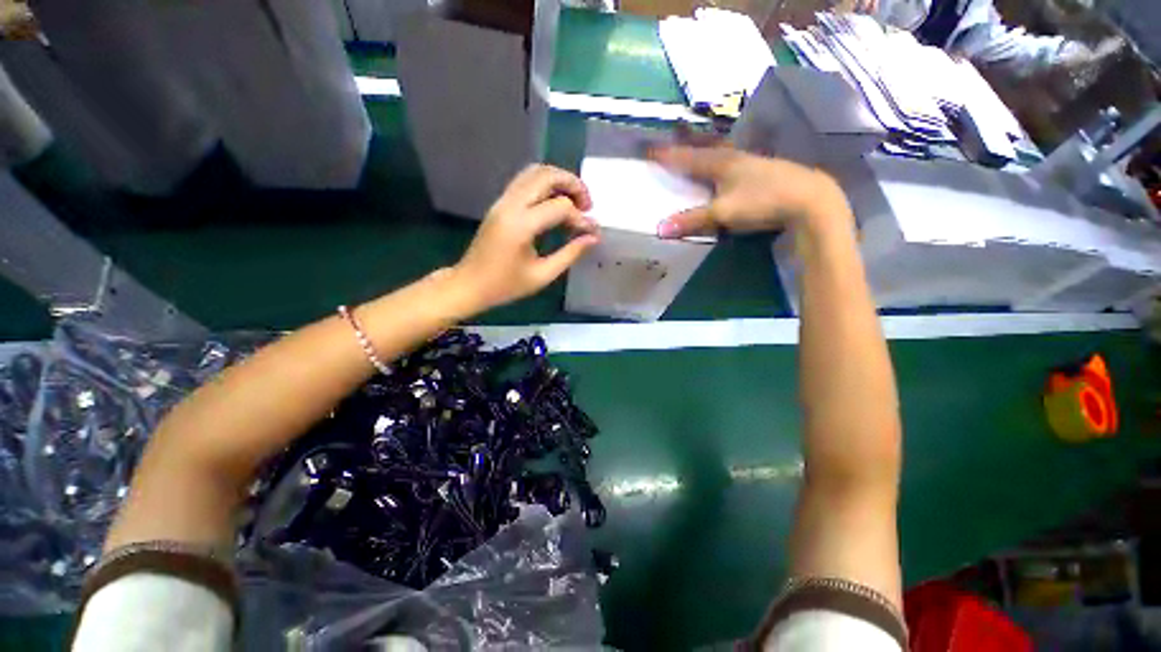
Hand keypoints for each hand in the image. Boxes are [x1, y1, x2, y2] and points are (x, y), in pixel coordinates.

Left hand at [451, 165, 599, 312]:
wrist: (469, 284)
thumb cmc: (505, 286)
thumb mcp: (542, 275)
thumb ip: (570, 254)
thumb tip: (593, 237)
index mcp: (521, 225)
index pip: (560, 207)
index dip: (580, 218)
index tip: (591, 233)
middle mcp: (510, 205)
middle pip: (547, 175)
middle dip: (573, 184)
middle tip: (587, 205)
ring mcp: (502, 201)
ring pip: (535, 172)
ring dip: (559, 180)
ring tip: (574, 202)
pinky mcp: (500, 203)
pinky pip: (526, 181)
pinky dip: (546, 185)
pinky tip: (556, 204)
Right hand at [648, 145, 849, 239]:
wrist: (808, 199)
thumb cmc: (762, 201)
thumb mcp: (723, 213)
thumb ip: (692, 220)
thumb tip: (659, 229)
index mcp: (721, 163)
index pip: (687, 158)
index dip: (668, 156)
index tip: (651, 151)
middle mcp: (734, 157)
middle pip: (704, 151)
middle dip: (685, 150)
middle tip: (670, 149)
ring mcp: (751, 163)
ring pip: (720, 155)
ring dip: (704, 155)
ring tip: (693, 156)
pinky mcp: (764, 171)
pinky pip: (733, 163)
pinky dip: (720, 165)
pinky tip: (724, 170)